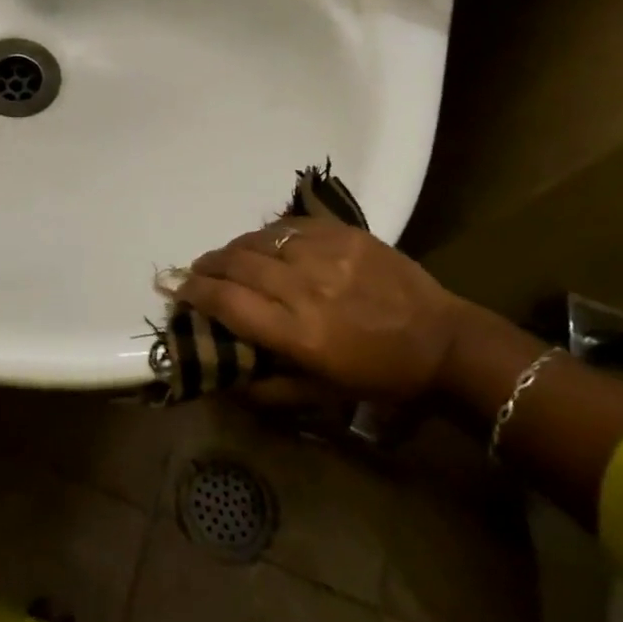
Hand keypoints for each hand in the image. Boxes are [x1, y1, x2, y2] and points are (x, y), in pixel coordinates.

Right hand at [176, 219, 469, 402]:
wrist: (444, 341)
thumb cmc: (380, 376)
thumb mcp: (324, 395)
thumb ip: (269, 388)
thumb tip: (225, 381)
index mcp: (299, 334)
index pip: (228, 302)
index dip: (195, 292)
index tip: (178, 289)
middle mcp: (305, 289)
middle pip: (236, 264)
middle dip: (207, 266)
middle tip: (196, 271)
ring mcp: (326, 255)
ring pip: (258, 240)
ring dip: (234, 248)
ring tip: (226, 256)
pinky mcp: (344, 233)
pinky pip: (289, 226)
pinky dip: (268, 234)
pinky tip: (264, 243)